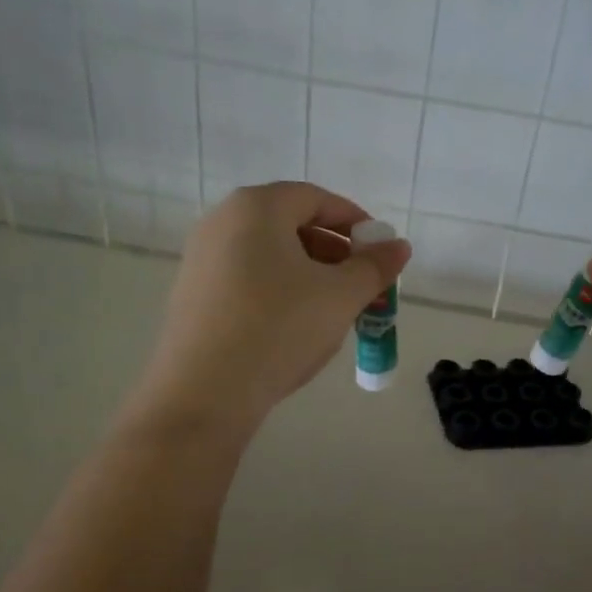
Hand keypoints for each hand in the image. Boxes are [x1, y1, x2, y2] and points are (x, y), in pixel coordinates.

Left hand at [130, 182, 410, 437]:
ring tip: (334, 311)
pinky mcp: (193, 295)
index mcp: (257, 208)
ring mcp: (201, 259)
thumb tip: (399, 246)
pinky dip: (279, 292)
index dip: (355, 222)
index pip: (316, 199)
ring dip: (309, 275)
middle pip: (291, 225)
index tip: (379, 253)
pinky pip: (247, 280)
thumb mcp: (340, 297)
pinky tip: (294, 328)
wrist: (204, 393)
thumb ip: (375, 267)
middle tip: (362, 287)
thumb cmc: (279, 329)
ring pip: (270, 256)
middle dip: (335, 253)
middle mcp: (222, 222)